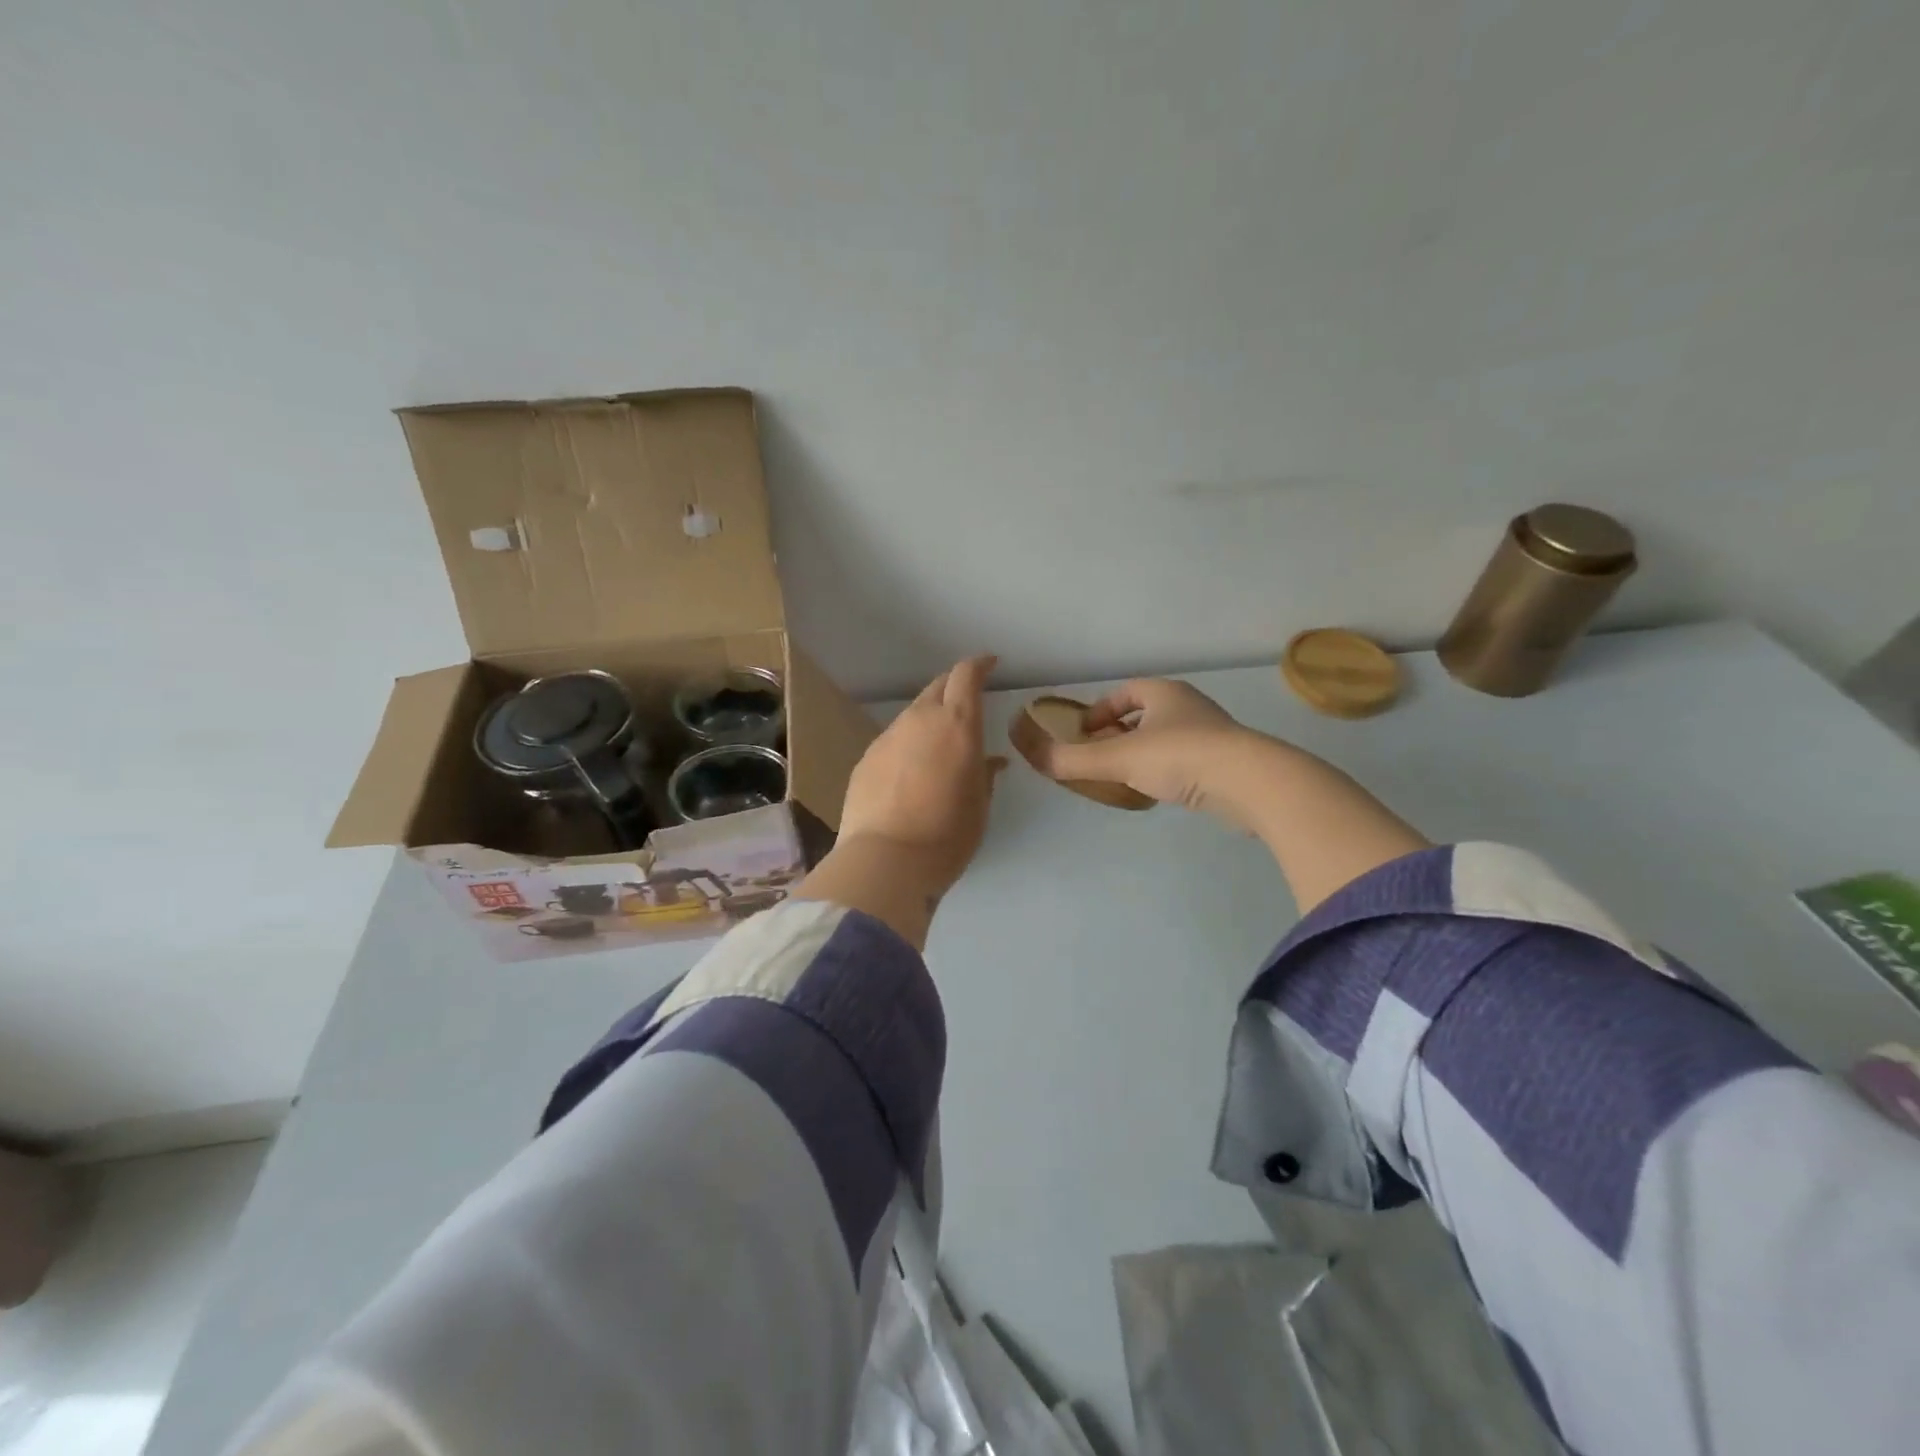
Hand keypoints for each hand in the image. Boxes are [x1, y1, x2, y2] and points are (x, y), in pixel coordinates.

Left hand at [835, 654, 1006, 899]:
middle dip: (954, 687)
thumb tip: (990, 762)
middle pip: (937, 687)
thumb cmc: (948, 834)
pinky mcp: (866, 758)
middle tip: (966, 701)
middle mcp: (920, 720)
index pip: (966, 675)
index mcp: (957, 725)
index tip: (989, 664)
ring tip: (937, 745)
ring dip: (928, 719)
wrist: (886, 859)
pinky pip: (893, 741)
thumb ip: (985, 775)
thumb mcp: (979, 806)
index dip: (979, 665)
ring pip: (912, 714)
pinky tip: (909, 772)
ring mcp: (888, 737)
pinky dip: (907, 745)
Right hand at [1015, 676, 1428, 911]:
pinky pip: (1186, 759)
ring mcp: (1212, 733)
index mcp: (1164, 693)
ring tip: (1126, 777)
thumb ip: (1072, 760)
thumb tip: (1031, 756)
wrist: (1250, 782)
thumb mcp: (1117, 758)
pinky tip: (1160, 791)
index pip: (1125, 692)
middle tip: (1100, 756)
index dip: (1100, 710)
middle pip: (1146, 713)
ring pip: (1167, 737)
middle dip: (1119, 732)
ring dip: (1143, 752)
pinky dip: (1167, 769)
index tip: (1083, 734)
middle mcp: (1189, 706)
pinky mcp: (1227, 761)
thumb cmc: (1180, 757)